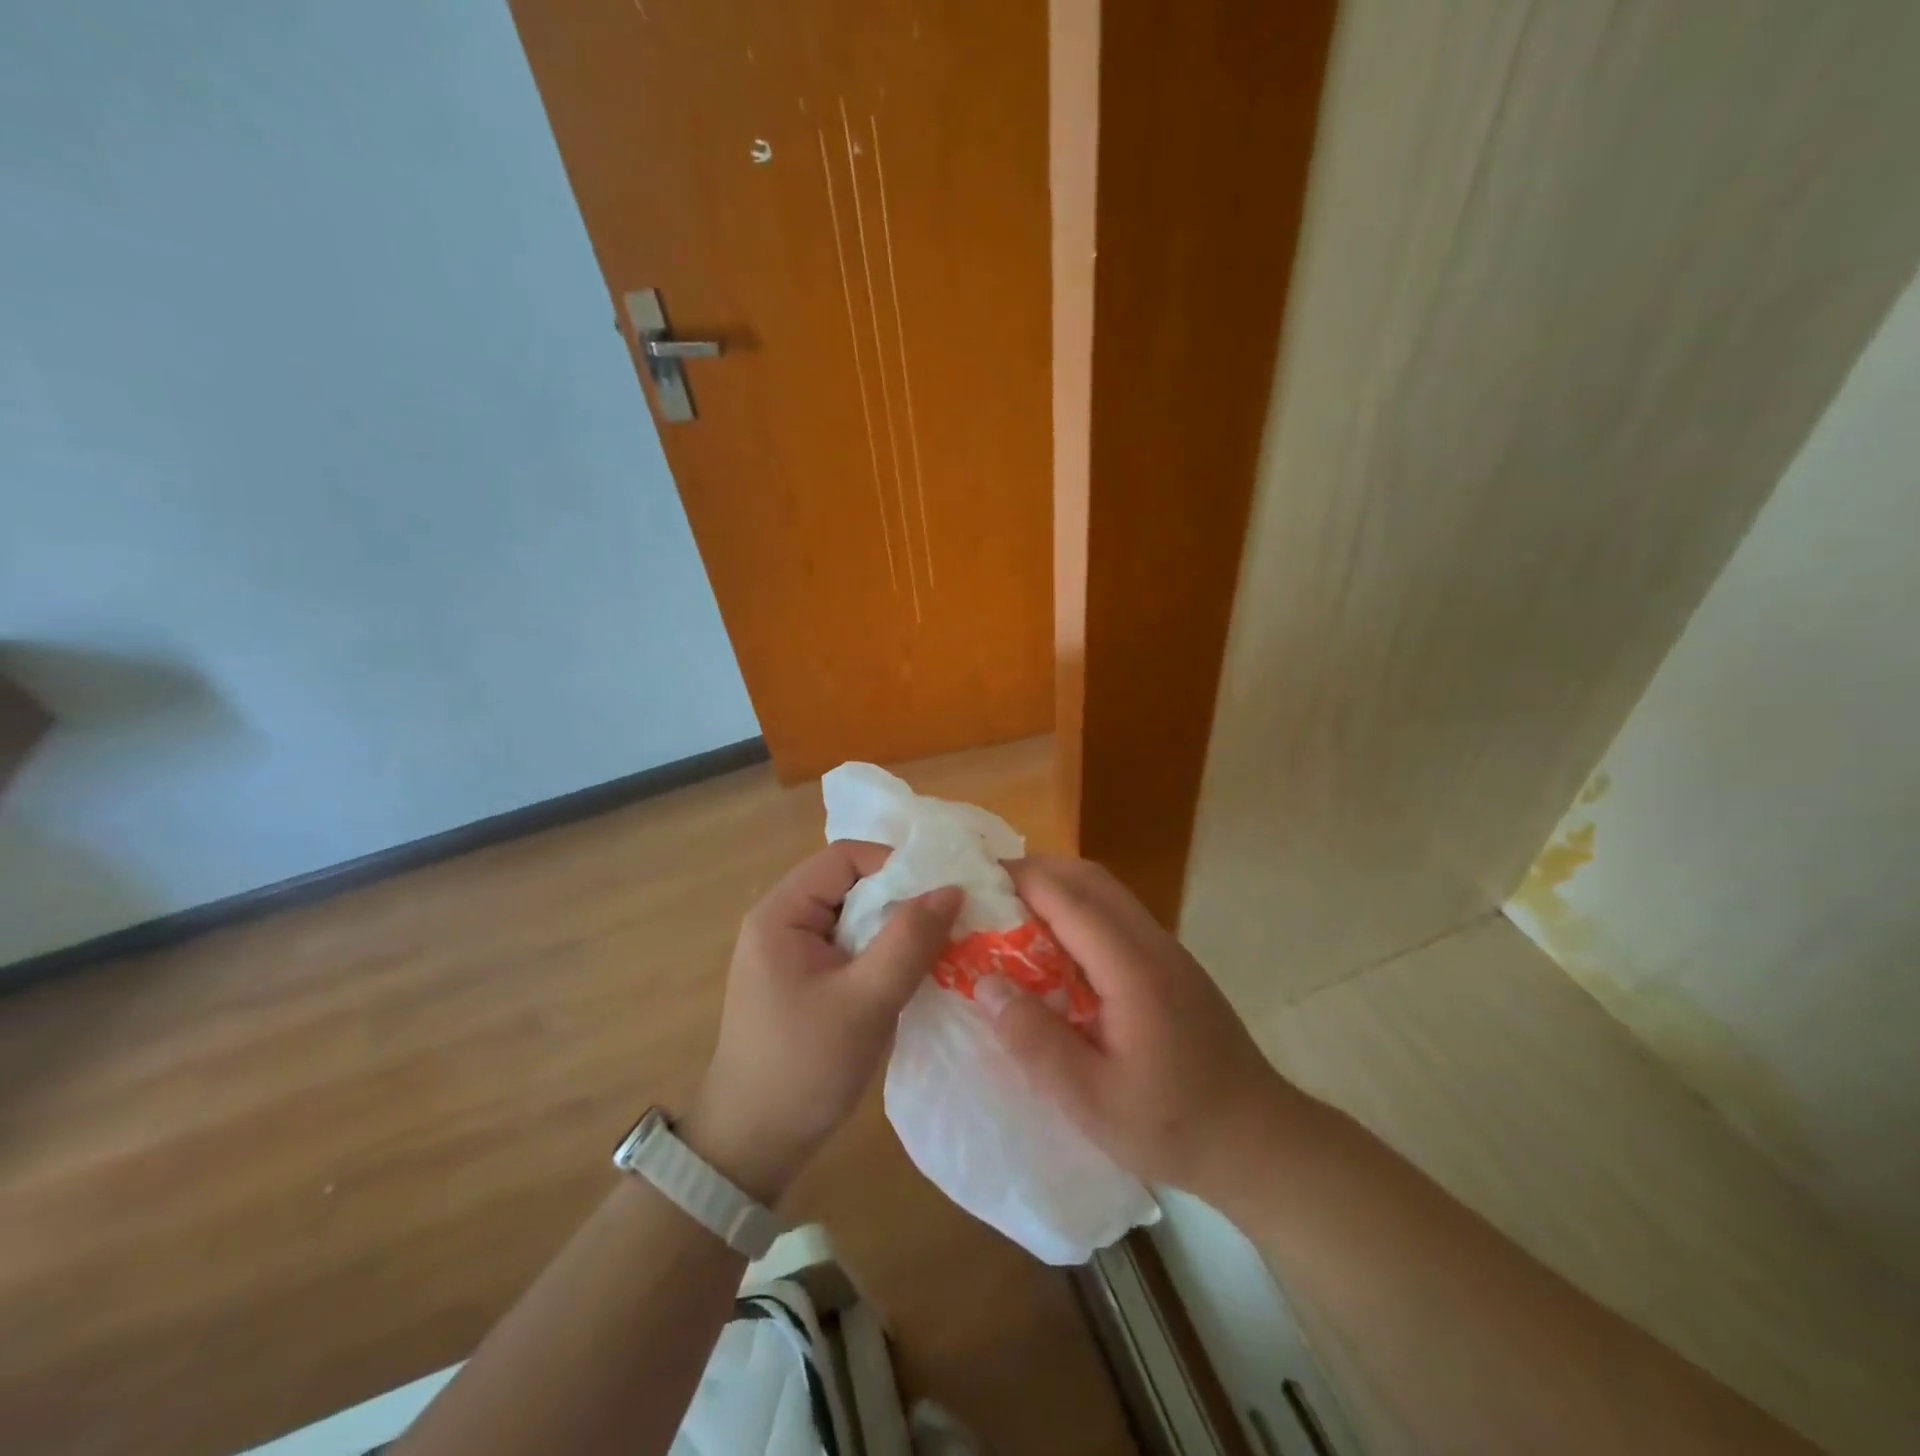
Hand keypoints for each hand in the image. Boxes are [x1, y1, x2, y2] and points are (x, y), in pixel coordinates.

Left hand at [682, 843, 960, 1204]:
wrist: (752, 1146)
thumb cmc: (803, 1067)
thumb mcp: (865, 1001)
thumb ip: (908, 941)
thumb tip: (952, 888)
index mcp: (781, 912)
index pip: (845, 857)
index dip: (896, 865)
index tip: (941, 892)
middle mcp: (783, 920)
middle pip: (852, 884)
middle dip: (902, 898)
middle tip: (950, 920)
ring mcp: (793, 952)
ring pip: (856, 916)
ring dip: (896, 928)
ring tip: (941, 946)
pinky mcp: (805, 979)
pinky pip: (852, 946)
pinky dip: (884, 952)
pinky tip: (914, 972)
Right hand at [978, 856, 1304, 1201]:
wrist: (1259, 1140)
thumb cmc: (1173, 1125)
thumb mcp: (1091, 1101)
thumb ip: (1036, 1041)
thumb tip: (986, 984)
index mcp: (1132, 968)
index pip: (1068, 898)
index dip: (1019, 880)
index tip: (973, 880)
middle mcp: (1152, 943)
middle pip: (1089, 878)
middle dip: (1036, 872)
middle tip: (988, 894)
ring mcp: (1168, 950)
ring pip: (1107, 892)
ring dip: (1059, 888)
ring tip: (1014, 916)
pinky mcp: (1173, 965)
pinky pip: (1118, 915)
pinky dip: (1080, 911)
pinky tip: (1058, 950)